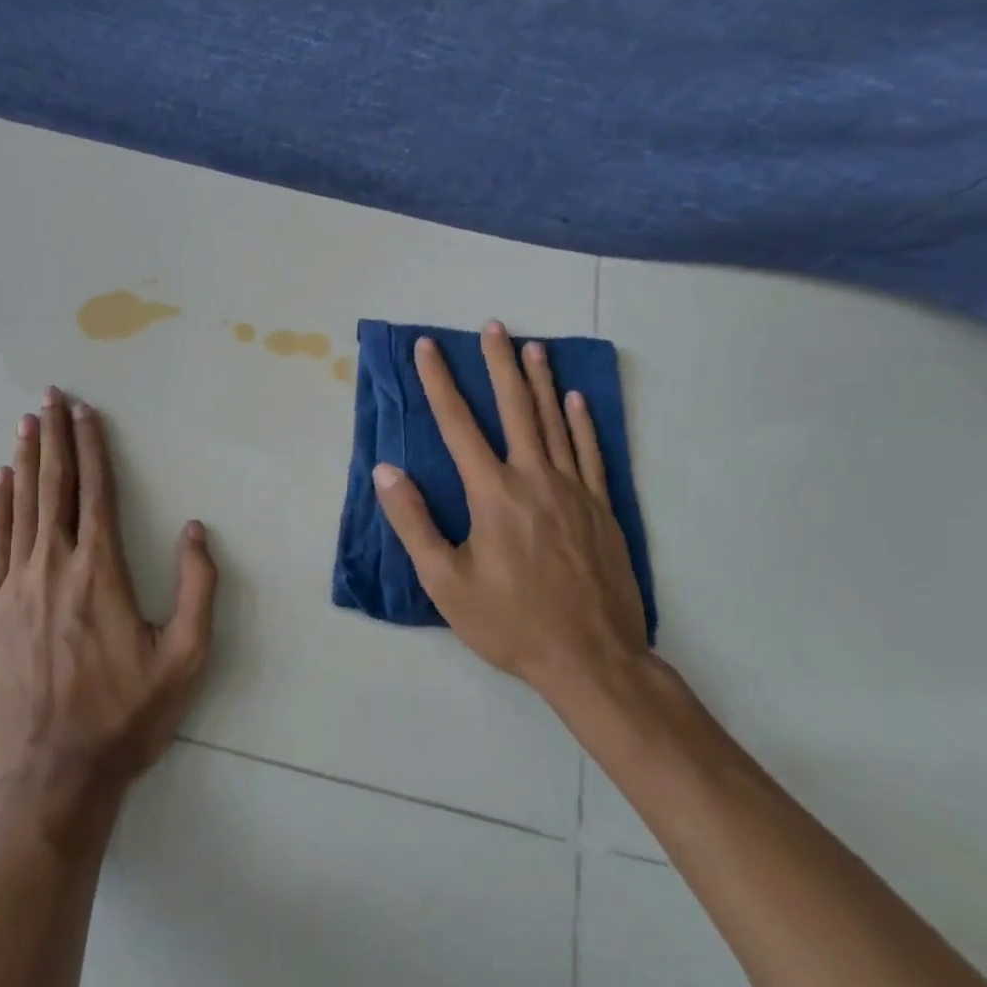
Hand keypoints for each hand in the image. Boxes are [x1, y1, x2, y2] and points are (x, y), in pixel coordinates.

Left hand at [0, 388, 217, 825]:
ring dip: (27, 459)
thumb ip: (197, 588)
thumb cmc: (124, 718)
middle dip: (55, 435)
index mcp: (101, 571)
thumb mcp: (184, 659)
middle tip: (50, 395)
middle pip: (55, 485)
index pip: (97, 491)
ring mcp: (15, 586)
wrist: (49, 782)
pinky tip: (0, 480)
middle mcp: (55, 565)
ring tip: (27, 421)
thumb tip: (193, 528)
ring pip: (23, 506)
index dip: (92, 447)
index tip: (86, 412)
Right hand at [372, 322, 650, 723]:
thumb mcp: (445, 582)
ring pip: (555, 422)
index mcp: (492, 492)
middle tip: (493, 327)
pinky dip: (583, 423)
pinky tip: (578, 400)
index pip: (458, 424)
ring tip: (533, 347)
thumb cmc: (510, 622)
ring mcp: (573, 490)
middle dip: (499, 364)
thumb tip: (385, 471)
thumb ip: (413, 522)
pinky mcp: (601, 509)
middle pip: (514, 408)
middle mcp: (533, 478)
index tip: (428, 348)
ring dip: (541, 382)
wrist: (593, 660)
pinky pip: (591, 453)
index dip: (439, 382)